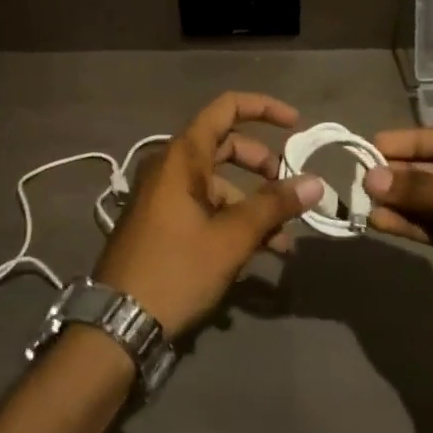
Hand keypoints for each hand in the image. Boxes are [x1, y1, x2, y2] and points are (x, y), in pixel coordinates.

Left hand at [93, 92, 324, 338]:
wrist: (117, 324)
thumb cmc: (175, 269)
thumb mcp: (231, 238)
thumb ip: (274, 205)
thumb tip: (315, 181)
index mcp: (182, 156)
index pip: (226, 108)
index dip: (263, 108)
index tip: (296, 125)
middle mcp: (171, 167)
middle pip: (226, 147)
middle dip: (263, 167)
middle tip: (290, 192)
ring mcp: (164, 195)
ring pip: (219, 185)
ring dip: (254, 206)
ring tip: (283, 244)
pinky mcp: (163, 223)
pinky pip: (205, 208)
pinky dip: (233, 222)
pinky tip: (258, 257)